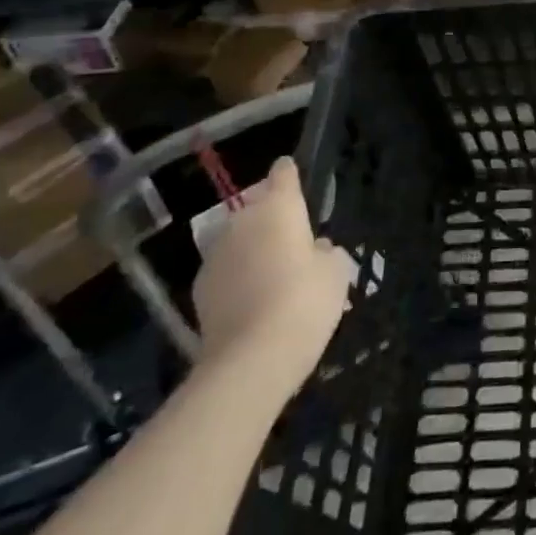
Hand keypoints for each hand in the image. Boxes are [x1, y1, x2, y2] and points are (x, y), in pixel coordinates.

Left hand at [191, 156, 353, 392]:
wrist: (250, 360)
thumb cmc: (304, 301)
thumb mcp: (335, 271)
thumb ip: (325, 252)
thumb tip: (313, 249)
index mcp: (279, 207)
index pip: (283, 174)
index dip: (290, 174)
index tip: (294, 176)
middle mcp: (242, 221)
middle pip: (258, 209)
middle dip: (273, 219)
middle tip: (295, 241)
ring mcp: (216, 255)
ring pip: (240, 241)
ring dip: (254, 249)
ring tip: (275, 274)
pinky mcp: (200, 290)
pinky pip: (227, 271)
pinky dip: (239, 277)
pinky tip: (255, 300)